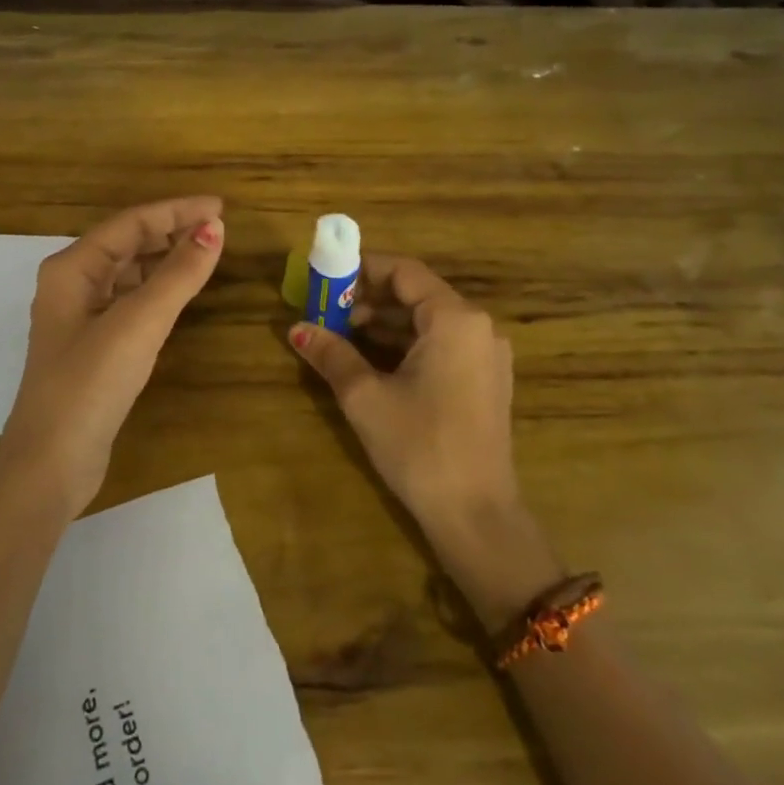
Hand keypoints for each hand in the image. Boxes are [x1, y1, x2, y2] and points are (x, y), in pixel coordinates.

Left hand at [0, 197, 224, 518]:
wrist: (50, 464)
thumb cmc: (90, 383)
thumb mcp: (139, 323)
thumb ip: (178, 274)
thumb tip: (214, 229)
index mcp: (72, 268)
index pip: (131, 223)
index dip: (176, 211)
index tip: (220, 208)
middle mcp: (72, 284)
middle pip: (127, 243)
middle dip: (171, 232)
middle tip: (218, 230)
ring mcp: (80, 318)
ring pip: (128, 273)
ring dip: (165, 260)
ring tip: (205, 254)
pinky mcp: (92, 347)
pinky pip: (130, 302)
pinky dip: (157, 291)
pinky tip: (179, 295)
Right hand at [287, 255, 525, 550]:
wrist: (476, 516)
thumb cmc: (419, 446)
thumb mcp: (365, 396)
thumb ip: (332, 354)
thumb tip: (297, 329)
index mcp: (455, 319)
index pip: (404, 272)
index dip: (363, 269)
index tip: (327, 277)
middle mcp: (478, 328)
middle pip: (417, 294)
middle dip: (369, 298)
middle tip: (327, 310)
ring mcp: (486, 356)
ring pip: (428, 322)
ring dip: (385, 323)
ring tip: (341, 334)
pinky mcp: (485, 381)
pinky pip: (441, 345)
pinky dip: (406, 344)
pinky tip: (372, 359)